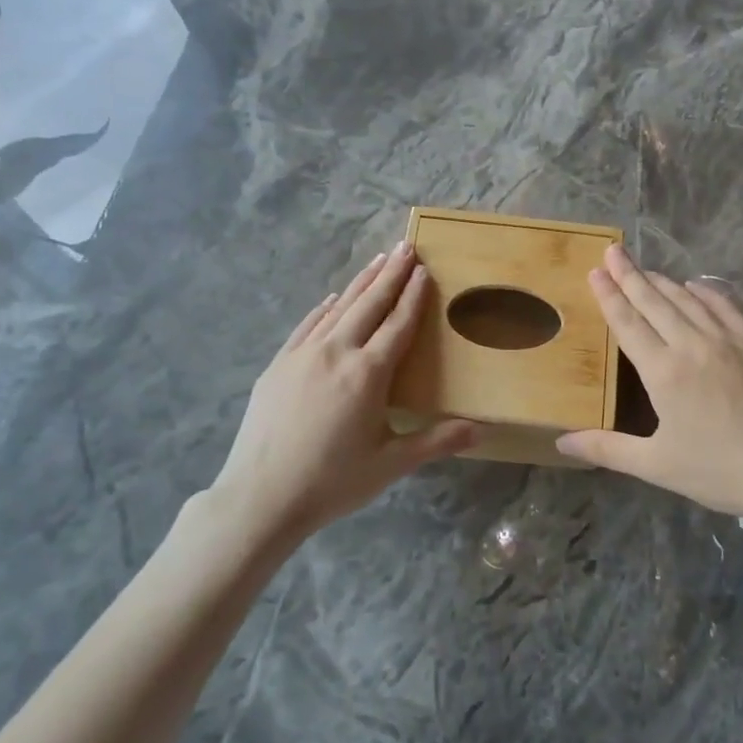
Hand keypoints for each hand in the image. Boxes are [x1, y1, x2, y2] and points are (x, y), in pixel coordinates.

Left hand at [191, 243, 478, 543]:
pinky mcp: (278, 365)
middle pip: (369, 304)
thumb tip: (481, 431)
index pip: (398, 324)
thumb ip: (436, 441)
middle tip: (405, 246)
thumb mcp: (391, 464)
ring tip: (377, 261)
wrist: (261, 496)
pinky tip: (332, 299)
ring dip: (360, 283)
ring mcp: (302, 355)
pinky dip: (325, 308)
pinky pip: (308, 325)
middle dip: (390, 274)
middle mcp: (337, 352)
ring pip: (338, 308)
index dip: (414, 296)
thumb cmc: (332, 481)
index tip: (424, 270)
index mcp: (368, 373)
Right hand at [556, 244, 742, 524]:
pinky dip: (705, 292)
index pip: (628, 323)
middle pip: (654, 302)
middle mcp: (692, 345)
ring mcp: (727, 341)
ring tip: (643, 268)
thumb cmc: (719, 471)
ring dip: (662, 281)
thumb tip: (561, 442)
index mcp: (663, 372)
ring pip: (687, 300)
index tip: (595, 271)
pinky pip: (724, 308)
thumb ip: (607, 449)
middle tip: (612, 251)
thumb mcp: (657, 465)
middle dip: (630, 275)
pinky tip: (695, 285)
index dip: (609, 295)